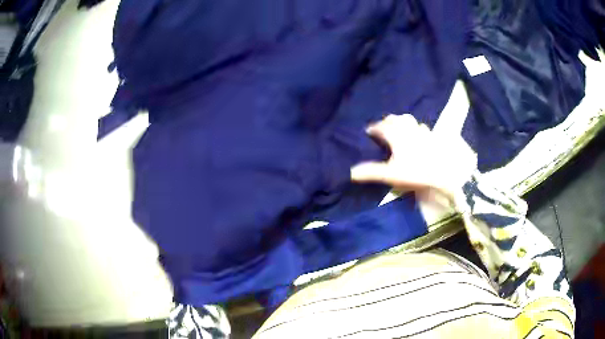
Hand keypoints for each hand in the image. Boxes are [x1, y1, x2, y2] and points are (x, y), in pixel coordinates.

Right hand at [350, 114, 476, 198]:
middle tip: (382, 127)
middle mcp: (408, 129)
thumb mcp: (391, 174)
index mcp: (396, 136)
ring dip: (401, 121)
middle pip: (395, 119)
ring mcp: (422, 132)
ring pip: (409, 120)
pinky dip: (416, 128)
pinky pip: (422, 127)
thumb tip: (350, 172)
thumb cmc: (416, 172)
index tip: (368, 131)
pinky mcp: (433, 137)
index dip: (374, 128)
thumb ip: (371, 172)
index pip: (382, 127)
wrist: (444, 173)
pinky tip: (418, 134)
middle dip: (387, 121)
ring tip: (398, 128)